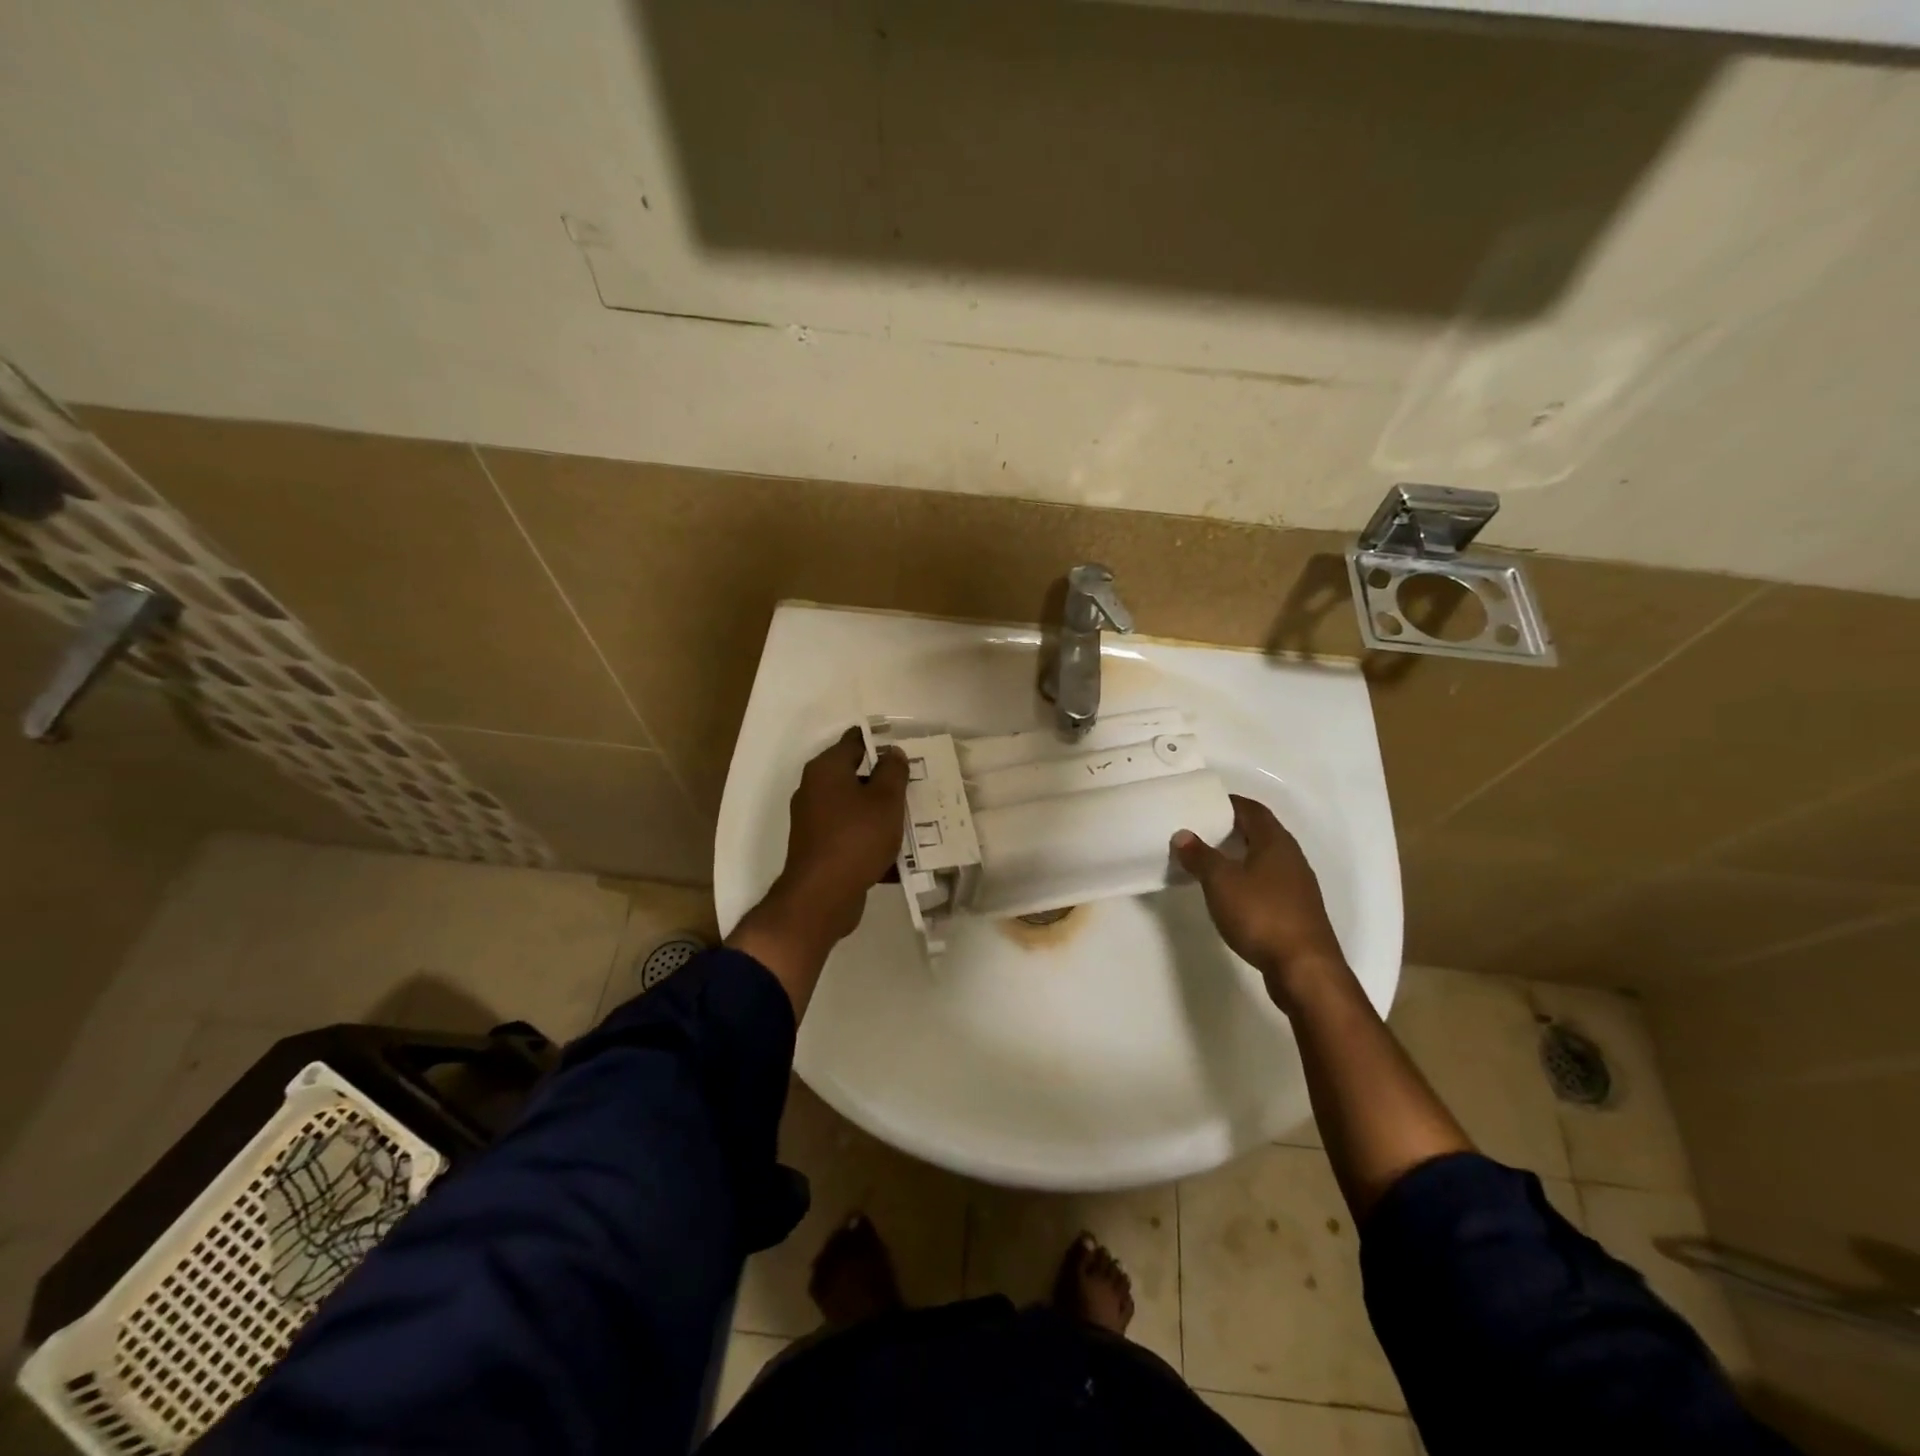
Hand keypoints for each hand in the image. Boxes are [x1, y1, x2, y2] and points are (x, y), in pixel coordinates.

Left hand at [728, 728, 908, 1015]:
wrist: (822, 897)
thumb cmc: (856, 838)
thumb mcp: (885, 800)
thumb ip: (892, 772)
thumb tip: (892, 752)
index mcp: (827, 770)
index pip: (854, 742)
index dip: (880, 743)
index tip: (906, 752)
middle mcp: (815, 790)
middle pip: (856, 776)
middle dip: (885, 782)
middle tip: (916, 787)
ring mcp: (814, 821)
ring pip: (856, 809)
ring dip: (881, 815)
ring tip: (914, 822)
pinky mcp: (820, 849)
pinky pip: (852, 836)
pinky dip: (872, 841)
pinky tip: (899, 855)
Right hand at [1172, 795, 1347, 1011]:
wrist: (1304, 968)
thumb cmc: (1261, 915)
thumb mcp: (1221, 882)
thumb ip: (1200, 856)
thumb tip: (1183, 834)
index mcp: (1275, 842)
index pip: (1251, 809)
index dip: (1228, 803)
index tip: (1202, 804)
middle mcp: (1291, 857)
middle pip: (1260, 832)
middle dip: (1231, 828)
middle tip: (1200, 831)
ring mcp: (1297, 885)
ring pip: (1265, 858)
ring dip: (1239, 855)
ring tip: (1210, 860)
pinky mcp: (1296, 910)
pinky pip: (1268, 881)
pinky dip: (1247, 878)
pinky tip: (1231, 892)